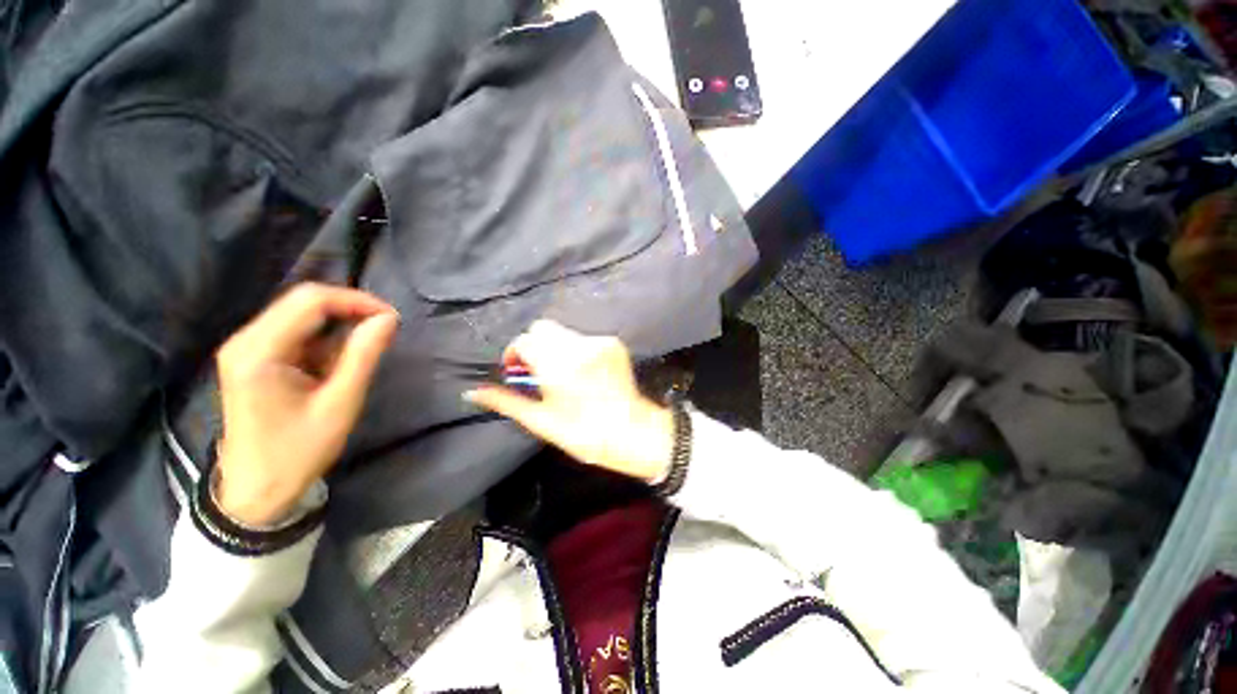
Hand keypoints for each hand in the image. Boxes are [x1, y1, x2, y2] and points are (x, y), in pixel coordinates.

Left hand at [214, 283, 398, 525]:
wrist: (257, 489)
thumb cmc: (298, 450)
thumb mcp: (340, 403)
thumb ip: (363, 355)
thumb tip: (388, 319)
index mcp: (259, 352)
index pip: (310, 301)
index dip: (356, 301)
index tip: (392, 318)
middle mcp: (245, 341)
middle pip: (303, 302)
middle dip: (349, 309)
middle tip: (384, 329)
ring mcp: (246, 348)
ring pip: (300, 314)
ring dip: (338, 324)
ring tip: (365, 349)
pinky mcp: (253, 357)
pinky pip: (295, 331)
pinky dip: (325, 338)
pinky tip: (338, 361)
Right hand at [465, 320, 673, 482]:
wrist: (631, 431)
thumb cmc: (584, 433)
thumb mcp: (542, 421)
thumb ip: (506, 401)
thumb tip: (472, 392)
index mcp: (558, 367)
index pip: (525, 340)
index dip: (515, 353)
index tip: (517, 370)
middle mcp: (578, 347)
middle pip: (542, 328)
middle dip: (534, 345)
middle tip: (538, 371)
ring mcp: (599, 342)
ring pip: (563, 332)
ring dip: (555, 347)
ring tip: (564, 374)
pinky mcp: (613, 343)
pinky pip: (584, 338)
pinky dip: (576, 349)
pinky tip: (584, 372)